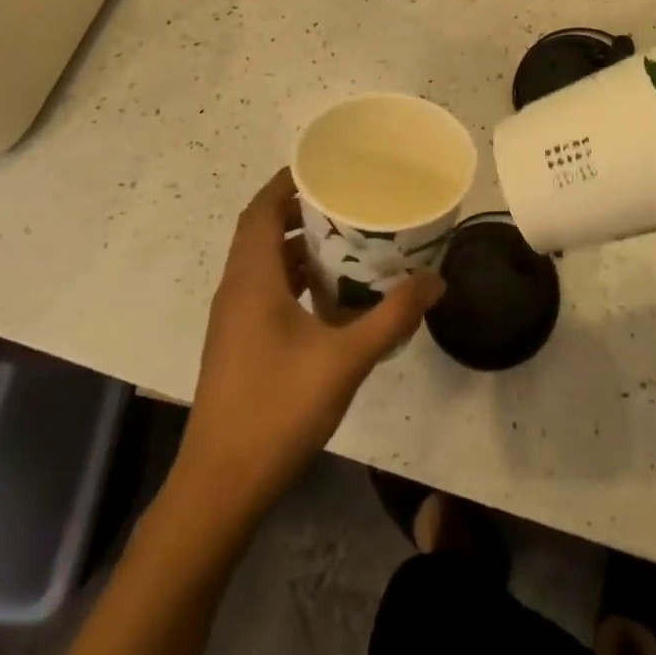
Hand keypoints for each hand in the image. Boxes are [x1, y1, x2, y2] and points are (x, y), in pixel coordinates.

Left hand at [179, 168, 443, 517]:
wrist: (220, 488)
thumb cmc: (277, 410)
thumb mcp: (346, 359)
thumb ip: (392, 316)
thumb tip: (435, 281)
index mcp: (251, 280)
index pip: (261, 209)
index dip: (288, 181)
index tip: (327, 166)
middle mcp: (236, 291)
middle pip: (261, 231)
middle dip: (301, 210)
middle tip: (349, 200)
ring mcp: (233, 321)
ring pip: (263, 263)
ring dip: (298, 246)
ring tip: (348, 239)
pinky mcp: (237, 346)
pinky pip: (265, 291)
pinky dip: (294, 278)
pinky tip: (331, 296)